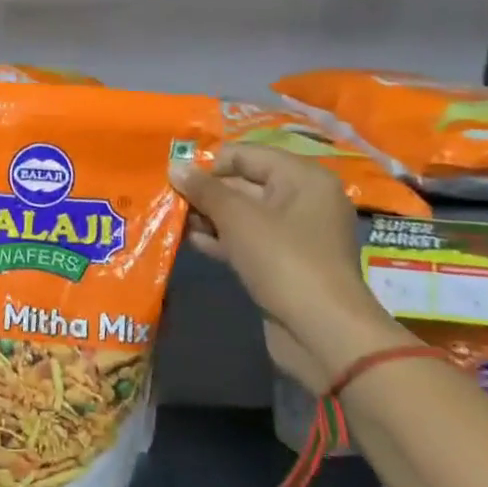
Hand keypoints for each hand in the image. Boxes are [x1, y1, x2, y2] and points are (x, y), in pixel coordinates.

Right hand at [168, 144, 400, 391]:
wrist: (321, 331)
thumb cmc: (283, 260)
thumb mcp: (238, 218)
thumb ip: (204, 189)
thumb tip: (175, 166)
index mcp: (302, 178)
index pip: (246, 154)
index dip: (208, 162)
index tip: (173, 175)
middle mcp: (301, 200)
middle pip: (243, 182)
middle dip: (204, 191)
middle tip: (166, 197)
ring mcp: (292, 234)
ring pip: (241, 214)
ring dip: (207, 216)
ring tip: (172, 219)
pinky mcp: (281, 262)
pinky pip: (245, 239)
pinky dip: (220, 238)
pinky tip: (190, 241)